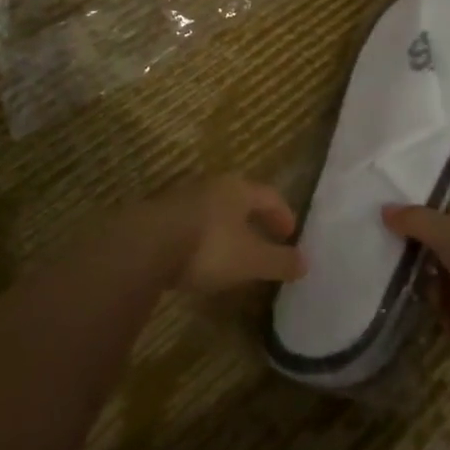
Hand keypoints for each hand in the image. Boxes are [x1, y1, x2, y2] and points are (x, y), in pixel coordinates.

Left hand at [127, 174, 304, 294]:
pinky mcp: (158, 216)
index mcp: (238, 189)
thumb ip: (279, 261)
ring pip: (213, 209)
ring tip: (232, 250)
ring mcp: (181, 198)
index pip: (269, 196)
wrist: (144, 245)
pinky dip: (202, 236)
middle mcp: (211, 186)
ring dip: (226, 227)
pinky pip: (190, 223)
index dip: (282, 214)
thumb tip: (305, 263)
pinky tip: (198, 257)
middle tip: (264, 238)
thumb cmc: (208, 247)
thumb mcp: (251, 260)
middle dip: (254, 218)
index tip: (290, 234)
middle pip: (240, 198)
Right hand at [383, 206, 449, 369]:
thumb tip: (384, 208)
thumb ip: (417, 221)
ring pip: (449, 291)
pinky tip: (422, 314)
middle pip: (447, 258)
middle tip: (388, 262)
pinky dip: (442, 320)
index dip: (425, 226)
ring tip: (400, 289)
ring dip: (430, 292)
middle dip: (422, 261)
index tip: (394, 229)